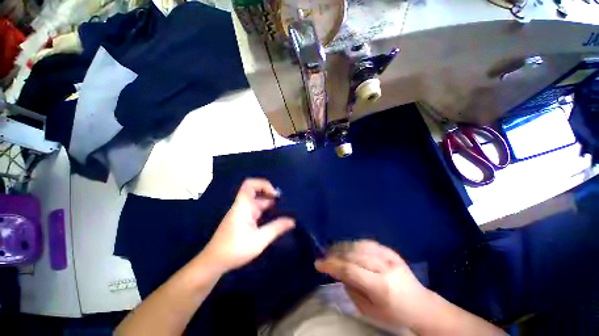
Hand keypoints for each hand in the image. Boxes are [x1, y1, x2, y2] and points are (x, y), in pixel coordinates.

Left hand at [202, 179, 295, 272]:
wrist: (214, 263)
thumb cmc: (235, 250)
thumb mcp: (259, 240)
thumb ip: (276, 228)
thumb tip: (292, 221)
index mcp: (243, 206)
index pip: (250, 184)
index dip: (263, 184)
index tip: (275, 194)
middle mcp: (243, 206)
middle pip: (256, 192)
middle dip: (270, 195)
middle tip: (285, 203)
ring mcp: (242, 213)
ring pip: (258, 202)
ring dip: (270, 204)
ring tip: (284, 210)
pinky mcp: (243, 220)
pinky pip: (256, 210)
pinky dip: (266, 211)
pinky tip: (275, 218)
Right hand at [315, 240, 431, 329]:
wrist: (421, 305)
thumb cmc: (394, 314)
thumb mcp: (369, 311)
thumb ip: (351, 290)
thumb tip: (338, 272)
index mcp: (381, 287)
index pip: (350, 270)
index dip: (332, 265)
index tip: (318, 264)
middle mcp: (385, 267)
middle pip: (353, 255)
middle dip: (335, 254)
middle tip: (324, 256)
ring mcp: (390, 256)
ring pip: (360, 245)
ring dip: (343, 246)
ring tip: (332, 249)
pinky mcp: (391, 251)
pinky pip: (369, 243)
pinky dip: (355, 243)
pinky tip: (348, 246)